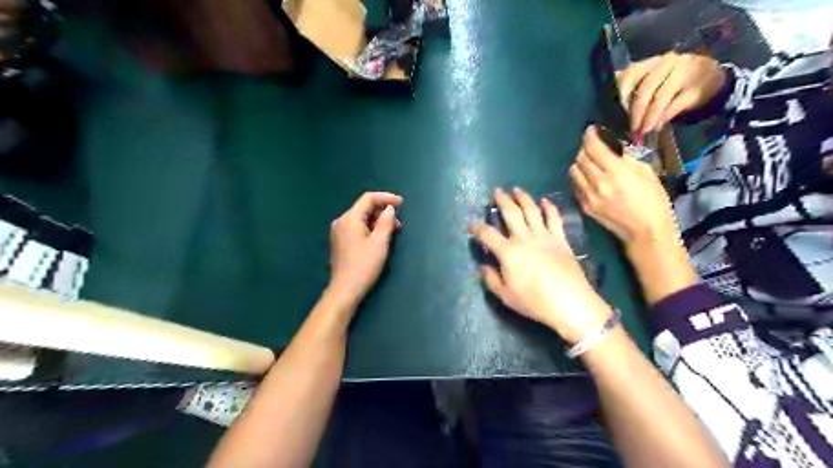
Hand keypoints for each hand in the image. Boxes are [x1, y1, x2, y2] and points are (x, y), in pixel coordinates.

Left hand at [327, 192, 401, 304]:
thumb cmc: (364, 265)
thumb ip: (386, 222)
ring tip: (392, 231)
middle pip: (364, 208)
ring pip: (361, 218)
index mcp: (349, 218)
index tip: (401, 203)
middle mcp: (341, 221)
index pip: (368, 199)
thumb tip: (389, 209)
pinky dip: (370, 228)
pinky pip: (357, 227)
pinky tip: (380, 237)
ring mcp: (339, 232)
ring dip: (377, 221)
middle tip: (398, 223)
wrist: (345, 289)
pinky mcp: (340, 241)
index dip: (386, 198)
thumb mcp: (380, 242)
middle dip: (382, 211)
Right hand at [471, 186, 613, 343]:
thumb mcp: (506, 296)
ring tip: (517, 190)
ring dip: (523, 198)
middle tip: (497, 191)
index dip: (478, 228)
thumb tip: (484, 266)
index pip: (488, 234)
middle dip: (502, 200)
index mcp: (508, 252)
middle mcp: (524, 238)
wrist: (570, 302)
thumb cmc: (535, 301)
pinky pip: (554, 218)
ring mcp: (544, 236)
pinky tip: (545, 200)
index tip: (472, 224)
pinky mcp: (561, 239)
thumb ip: (491, 280)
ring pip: (532, 210)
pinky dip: (549, 207)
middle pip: (511, 213)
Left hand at [569, 125, 679, 247]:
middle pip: (580, 158)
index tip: (591, 130)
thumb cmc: (652, 200)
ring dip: (579, 164)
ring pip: (573, 172)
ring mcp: (588, 196)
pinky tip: (589, 179)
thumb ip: (626, 158)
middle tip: (592, 147)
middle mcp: (598, 182)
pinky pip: (576, 186)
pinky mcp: (584, 206)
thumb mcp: (645, 172)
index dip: (589, 136)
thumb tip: (614, 148)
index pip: (593, 148)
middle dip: (585, 149)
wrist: (645, 230)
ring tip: (589, 163)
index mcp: (616, 171)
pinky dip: (580, 179)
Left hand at [614, 53, 726, 136]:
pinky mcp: (696, 88)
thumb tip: (615, 114)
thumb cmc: (671, 82)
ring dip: (648, 118)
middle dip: (635, 112)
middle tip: (631, 128)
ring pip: (659, 98)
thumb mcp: (652, 81)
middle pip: (645, 89)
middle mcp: (667, 63)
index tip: (614, 112)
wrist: (711, 76)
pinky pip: (674, 106)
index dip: (621, 95)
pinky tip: (657, 127)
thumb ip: (634, 90)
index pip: (630, 74)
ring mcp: (684, 73)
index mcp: (651, 62)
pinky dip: (663, 119)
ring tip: (642, 131)